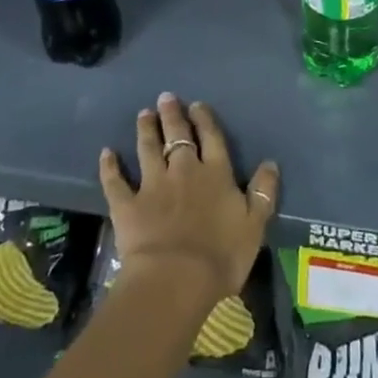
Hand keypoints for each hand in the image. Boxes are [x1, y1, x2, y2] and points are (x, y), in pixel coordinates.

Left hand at [99, 93, 279, 308]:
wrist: (175, 279)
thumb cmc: (221, 255)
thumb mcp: (255, 225)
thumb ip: (263, 192)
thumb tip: (270, 163)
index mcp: (216, 173)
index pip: (211, 138)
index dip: (204, 119)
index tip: (197, 104)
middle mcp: (184, 170)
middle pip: (177, 135)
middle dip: (172, 115)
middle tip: (165, 97)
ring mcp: (153, 185)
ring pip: (148, 149)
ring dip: (146, 130)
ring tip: (143, 114)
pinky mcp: (127, 205)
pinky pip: (116, 181)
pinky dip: (110, 166)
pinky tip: (106, 153)